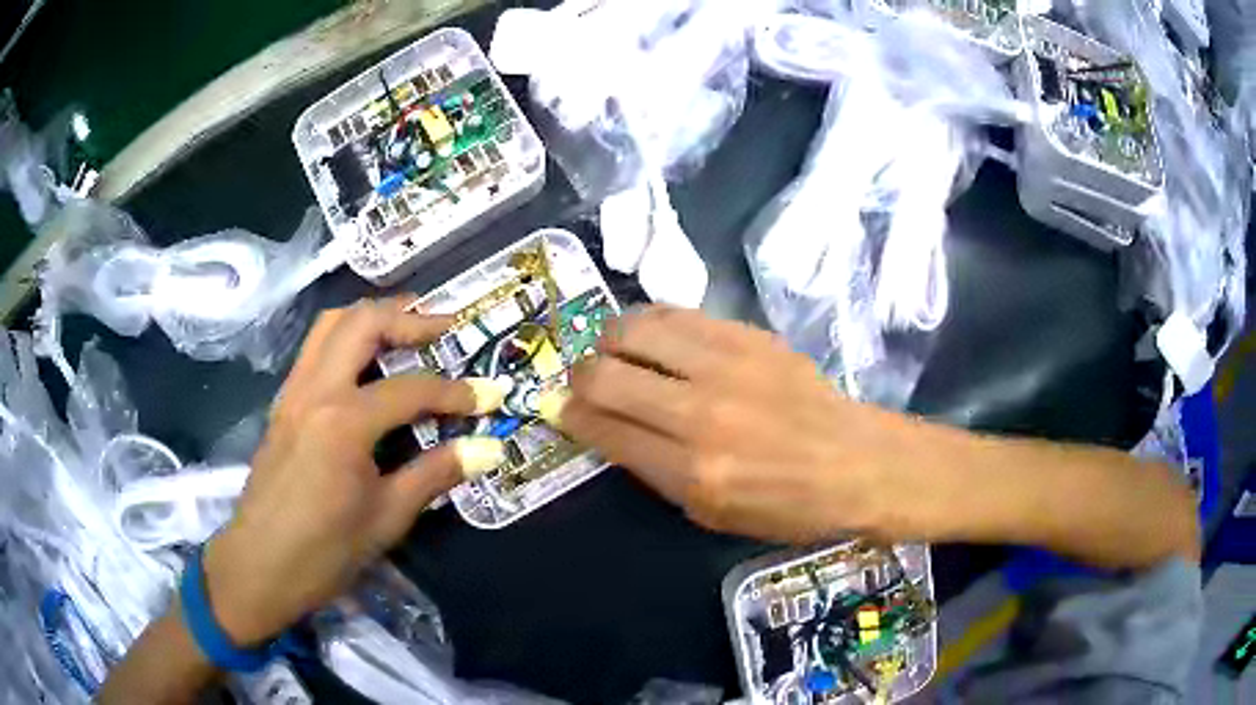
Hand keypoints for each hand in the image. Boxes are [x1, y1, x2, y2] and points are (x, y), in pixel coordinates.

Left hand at [201, 297, 508, 645]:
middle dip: (409, 318)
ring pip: (331, 324)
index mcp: (344, 421)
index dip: (457, 392)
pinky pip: (315, 349)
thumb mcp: (387, 517)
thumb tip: (489, 449)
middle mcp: (315, 390)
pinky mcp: (283, 403)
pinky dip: (346, 338)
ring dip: (373, 317)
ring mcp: (293, 391)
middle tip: (446, 327)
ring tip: (407, 328)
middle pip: (363, 323)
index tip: (490, 395)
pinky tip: (366, 364)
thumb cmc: (324, 551)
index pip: (411, 389)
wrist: (259, 566)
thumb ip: (436, 473)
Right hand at [545, 305, 925, 544]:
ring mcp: (726, 366)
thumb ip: (653, 471)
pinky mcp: (747, 335)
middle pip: (603, 376)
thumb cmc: (788, 505)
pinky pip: (676, 312)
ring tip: (617, 353)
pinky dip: (651, 323)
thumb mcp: (712, 514)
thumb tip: (604, 428)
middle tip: (586, 383)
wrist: (857, 461)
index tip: (563, 410)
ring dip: (610, 342)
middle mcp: (699, 413)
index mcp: (691, 471)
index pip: (602, 429)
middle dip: (578, 379)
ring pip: (632, 330)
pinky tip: (655, 337)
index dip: (569, 417)